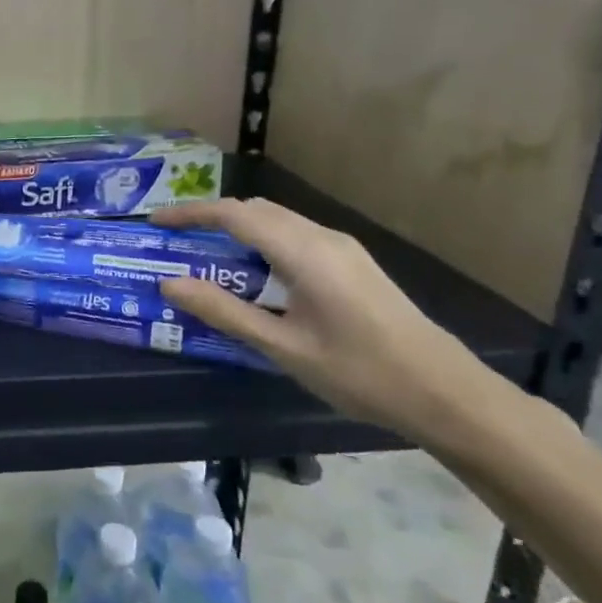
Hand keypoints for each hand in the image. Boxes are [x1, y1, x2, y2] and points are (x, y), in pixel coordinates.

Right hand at [151, 198, 490, 447]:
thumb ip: (224, 311)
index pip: (234, 215)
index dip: (190, 214)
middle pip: (255, 210)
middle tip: (176, 242)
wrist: (447, 393)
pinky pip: (295, 236)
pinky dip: (262, 242)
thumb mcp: (282, 347)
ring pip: (277, 221)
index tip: (155, 223)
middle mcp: (322, 237)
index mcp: (304, 252)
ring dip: (238, 230)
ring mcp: (343, 248)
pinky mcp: (353, 262)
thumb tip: (170, 283)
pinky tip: (255, 274)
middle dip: (211, 218)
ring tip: (208, 257)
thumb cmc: (360, 372)